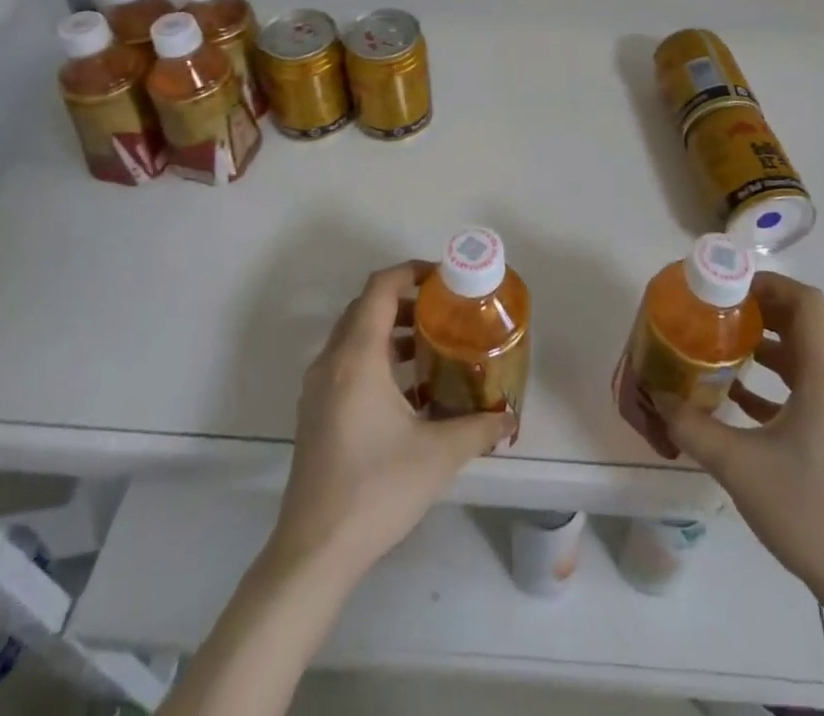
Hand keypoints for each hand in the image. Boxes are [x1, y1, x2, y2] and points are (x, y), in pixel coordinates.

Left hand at [269, 262, 512, 584]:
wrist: (314, 552)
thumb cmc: (376, 490)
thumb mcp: (438, 455)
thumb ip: (478, 427)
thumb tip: (509, 415)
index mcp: (357, 357)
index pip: (380, 288)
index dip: (411, 271)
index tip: (444, 279)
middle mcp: (331, 362)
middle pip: (366, 308)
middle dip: (405, 302)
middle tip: (444, 312)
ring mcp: (317, 388)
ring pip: (354, 337)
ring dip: (390, 333)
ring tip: (431, 349)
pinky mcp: (314, 413)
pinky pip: (346, 364)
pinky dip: (376, 360)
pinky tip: (408, 394)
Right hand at [655, 272, 823, 589]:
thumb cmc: (805, 511)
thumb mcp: (737, 465)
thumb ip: (691, 426)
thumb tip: (656, 396)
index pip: (806, 303)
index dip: (769, 284)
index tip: (729, 287)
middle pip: (804, 325)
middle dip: (760, 312)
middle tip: (717, 312)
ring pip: (805, 357)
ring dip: (766, 347)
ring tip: (722, 349)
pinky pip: (808, 389)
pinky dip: (776, 382)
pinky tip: (739, 399)